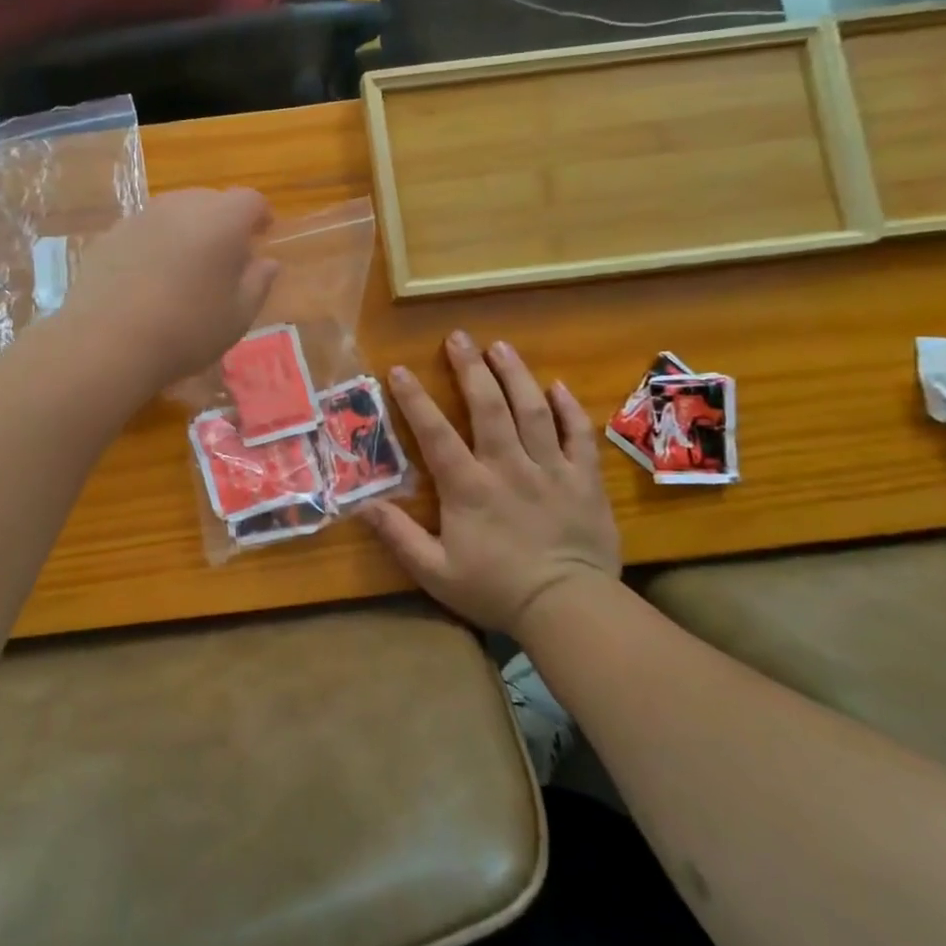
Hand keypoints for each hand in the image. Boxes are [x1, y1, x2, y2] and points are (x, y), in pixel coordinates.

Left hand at [65, 188, 278, 393]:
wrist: (107, 342)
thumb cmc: (187, 330)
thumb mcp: (238, 316)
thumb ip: (258, 283)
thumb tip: (268, 262)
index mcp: (222, 220)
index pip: (250, 200)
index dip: (260, 217)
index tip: (261, 237)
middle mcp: (181, 205)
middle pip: (211, 201)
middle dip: (223, 223)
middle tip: (224, 259)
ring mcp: (141, 217)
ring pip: (174, 213)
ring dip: (186, 232)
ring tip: (185, 269)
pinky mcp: (110, 234)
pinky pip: (144, 231)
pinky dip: (154, 245)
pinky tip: (148, 280)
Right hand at [361, 332, 621, 632]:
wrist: (570, 609)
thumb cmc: (496, 590)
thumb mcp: (435, 571)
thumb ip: (398, 535)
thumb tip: (362, 504)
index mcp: (469, 487)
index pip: (435, 433)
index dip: (415, 400)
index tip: (400, 370)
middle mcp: (507, 466)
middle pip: (488, 407)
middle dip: (470, 368)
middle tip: (458, 336)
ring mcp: (550, 469)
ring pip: (532, 410)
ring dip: (514, 374)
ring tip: (500, 346)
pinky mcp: (583, 479)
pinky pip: (578, 435)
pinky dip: (568, 408)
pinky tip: (556, 386)